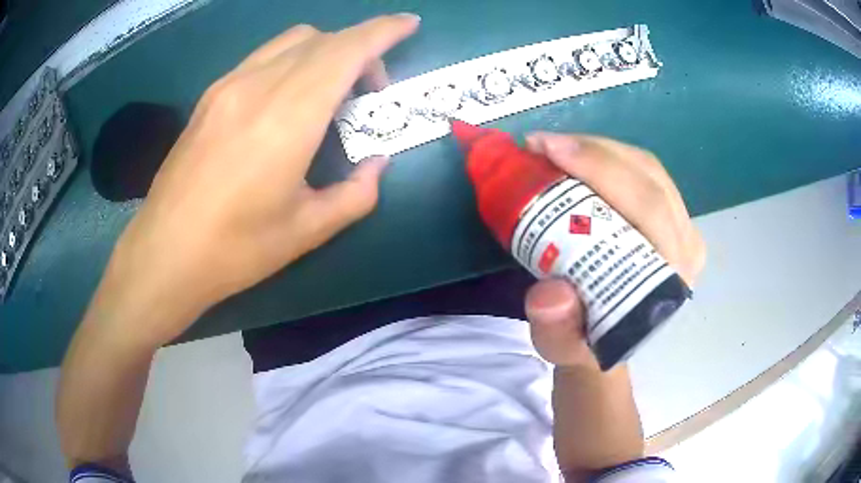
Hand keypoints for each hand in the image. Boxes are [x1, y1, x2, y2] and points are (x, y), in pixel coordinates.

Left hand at [98, 15, 420, 346]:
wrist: (164, 254)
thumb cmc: (235, 250)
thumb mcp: (307, 231)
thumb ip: (356, 194)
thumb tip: (377, 164)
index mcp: (288, 116)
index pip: (346, 50)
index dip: (384, 30)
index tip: (409, 24)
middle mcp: (258, 85)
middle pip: (323, 40)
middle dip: (360, 49)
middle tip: (370, 90)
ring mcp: (228, 86)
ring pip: (291, 41)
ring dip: (325, 51)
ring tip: (331, 91)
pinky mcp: (210, 96)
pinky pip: (263, 56)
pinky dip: (293, 59)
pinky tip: (289, 97)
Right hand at [522, 133, 705, 367]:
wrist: (606, 338)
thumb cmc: (585, 341)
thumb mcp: (562, 347)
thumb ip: (557, 330)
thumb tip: (550, 294)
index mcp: (669, 278)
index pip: (649, 208)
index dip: (602, 170)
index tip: (549, 151)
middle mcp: (686, 246)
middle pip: (649, 176)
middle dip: (593, 151)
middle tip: (541, 144)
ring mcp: (683, 227)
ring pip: (647, 167)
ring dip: (598, 148)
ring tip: (553, 146)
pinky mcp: (671, 215)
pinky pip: (643, 170)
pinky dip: (607, 155)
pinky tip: (576, 155)